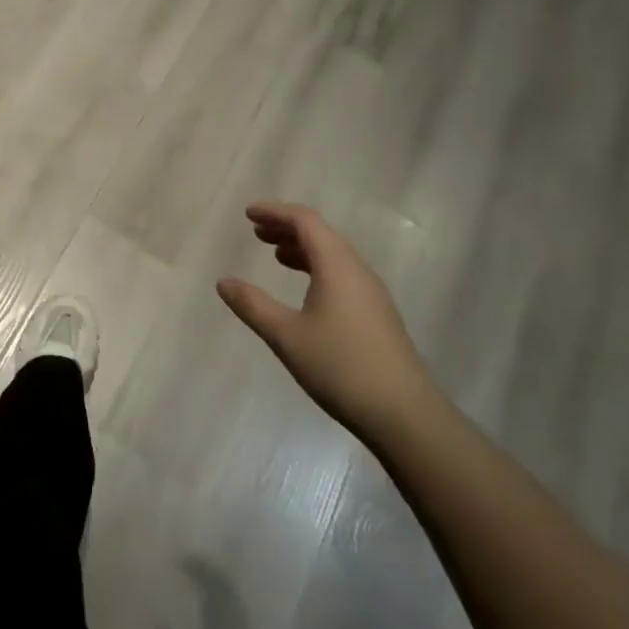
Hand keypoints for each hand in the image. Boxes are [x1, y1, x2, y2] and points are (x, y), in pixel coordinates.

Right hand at [218, 201, 438, 439]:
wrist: (406, 416)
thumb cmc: (341, 367)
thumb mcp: (287, 336)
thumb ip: (253, 305)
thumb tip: (223, 281)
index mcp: (336, 265)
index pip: (305, 220)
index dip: (275, 212)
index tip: (248, 213)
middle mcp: (357, 270)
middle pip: (320, 234)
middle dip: (287, 228)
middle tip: (257, 232)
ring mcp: (371, 293)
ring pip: (333, 255)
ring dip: (302, 248)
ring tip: (276, 256)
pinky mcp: (377, 314)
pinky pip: (342, 274)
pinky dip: (317, 268)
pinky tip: (305, 291)